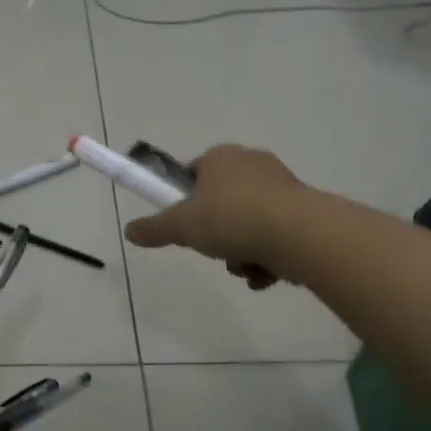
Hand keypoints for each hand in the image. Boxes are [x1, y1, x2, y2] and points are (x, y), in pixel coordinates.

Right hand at [123, 145, 308, 289]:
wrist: (299, 234)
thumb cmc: (232, 218)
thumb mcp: (182, 226)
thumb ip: (154, 228)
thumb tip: (129, 231)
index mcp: (220, 157)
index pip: (193, 174)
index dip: (184, 201)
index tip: (185, 226)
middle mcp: (251, 163)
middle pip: (220, 204)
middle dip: (216, 235)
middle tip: (214, 251)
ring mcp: (280, 186)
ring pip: (247, 224)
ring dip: (240, 252)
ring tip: (244, 266)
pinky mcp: (302, 210)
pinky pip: (273, 235)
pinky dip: (266, 256)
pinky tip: (266, 273)